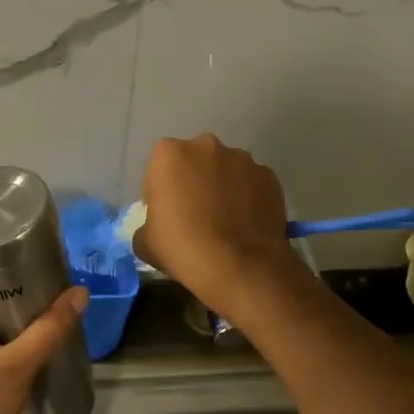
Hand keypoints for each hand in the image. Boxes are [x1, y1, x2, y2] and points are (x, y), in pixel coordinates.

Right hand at [134, 135, 306, 318]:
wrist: (240, 267)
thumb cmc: (183, 248)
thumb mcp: (144, 242)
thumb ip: (147, 224)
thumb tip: (158, 225)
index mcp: (169, 154)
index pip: (159, 168)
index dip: (161, 191)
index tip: (167, 214)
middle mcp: (206, 146)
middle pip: (195, 161)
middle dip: (194, 180)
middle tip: (196, 214)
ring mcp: (242, 159)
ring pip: (226, 169)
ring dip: (223, 186)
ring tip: (226, 219)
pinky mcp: (269, 176)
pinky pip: (252, 183)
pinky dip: (248, 196)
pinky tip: (247, 223)